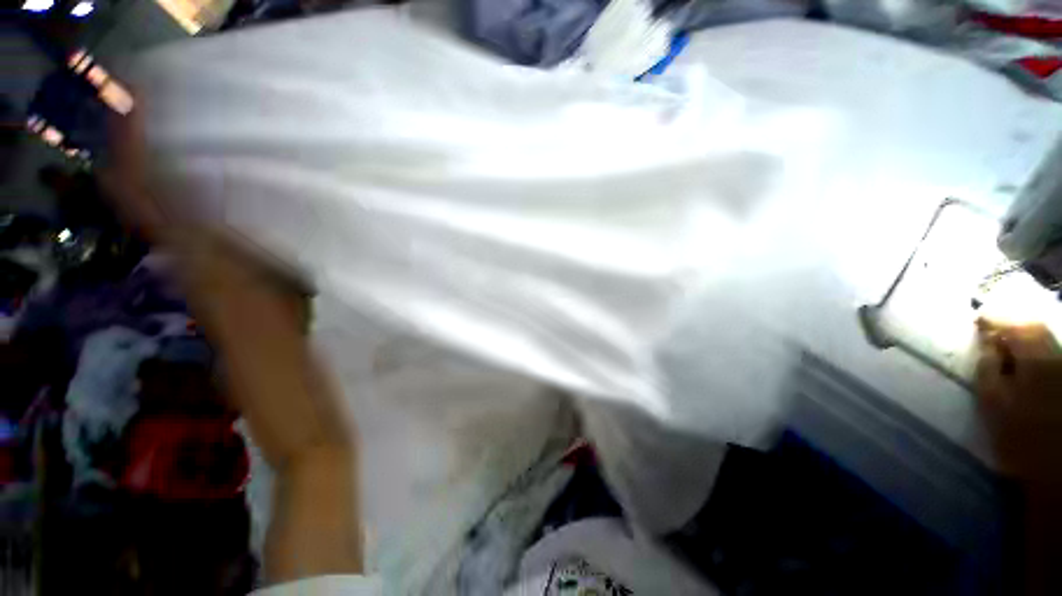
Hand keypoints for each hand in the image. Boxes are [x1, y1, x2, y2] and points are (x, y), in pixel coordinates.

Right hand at [975, 318, 1061, 486]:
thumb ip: (988, 370)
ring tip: (1005, 345)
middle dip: (1012, 327)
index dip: (995, 320)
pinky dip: (1034, 351)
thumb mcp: (994, 405)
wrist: (1053, 465)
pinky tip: (1024, 361)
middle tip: (990, 331)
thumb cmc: (1019, 436)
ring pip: (1044, 342)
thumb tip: (987, 344)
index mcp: (1036, 361)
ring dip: (1024, 338)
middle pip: (1035, 330)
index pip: (1016, 328)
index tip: (977, 320)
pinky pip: (1049, 354)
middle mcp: (1055, 358)